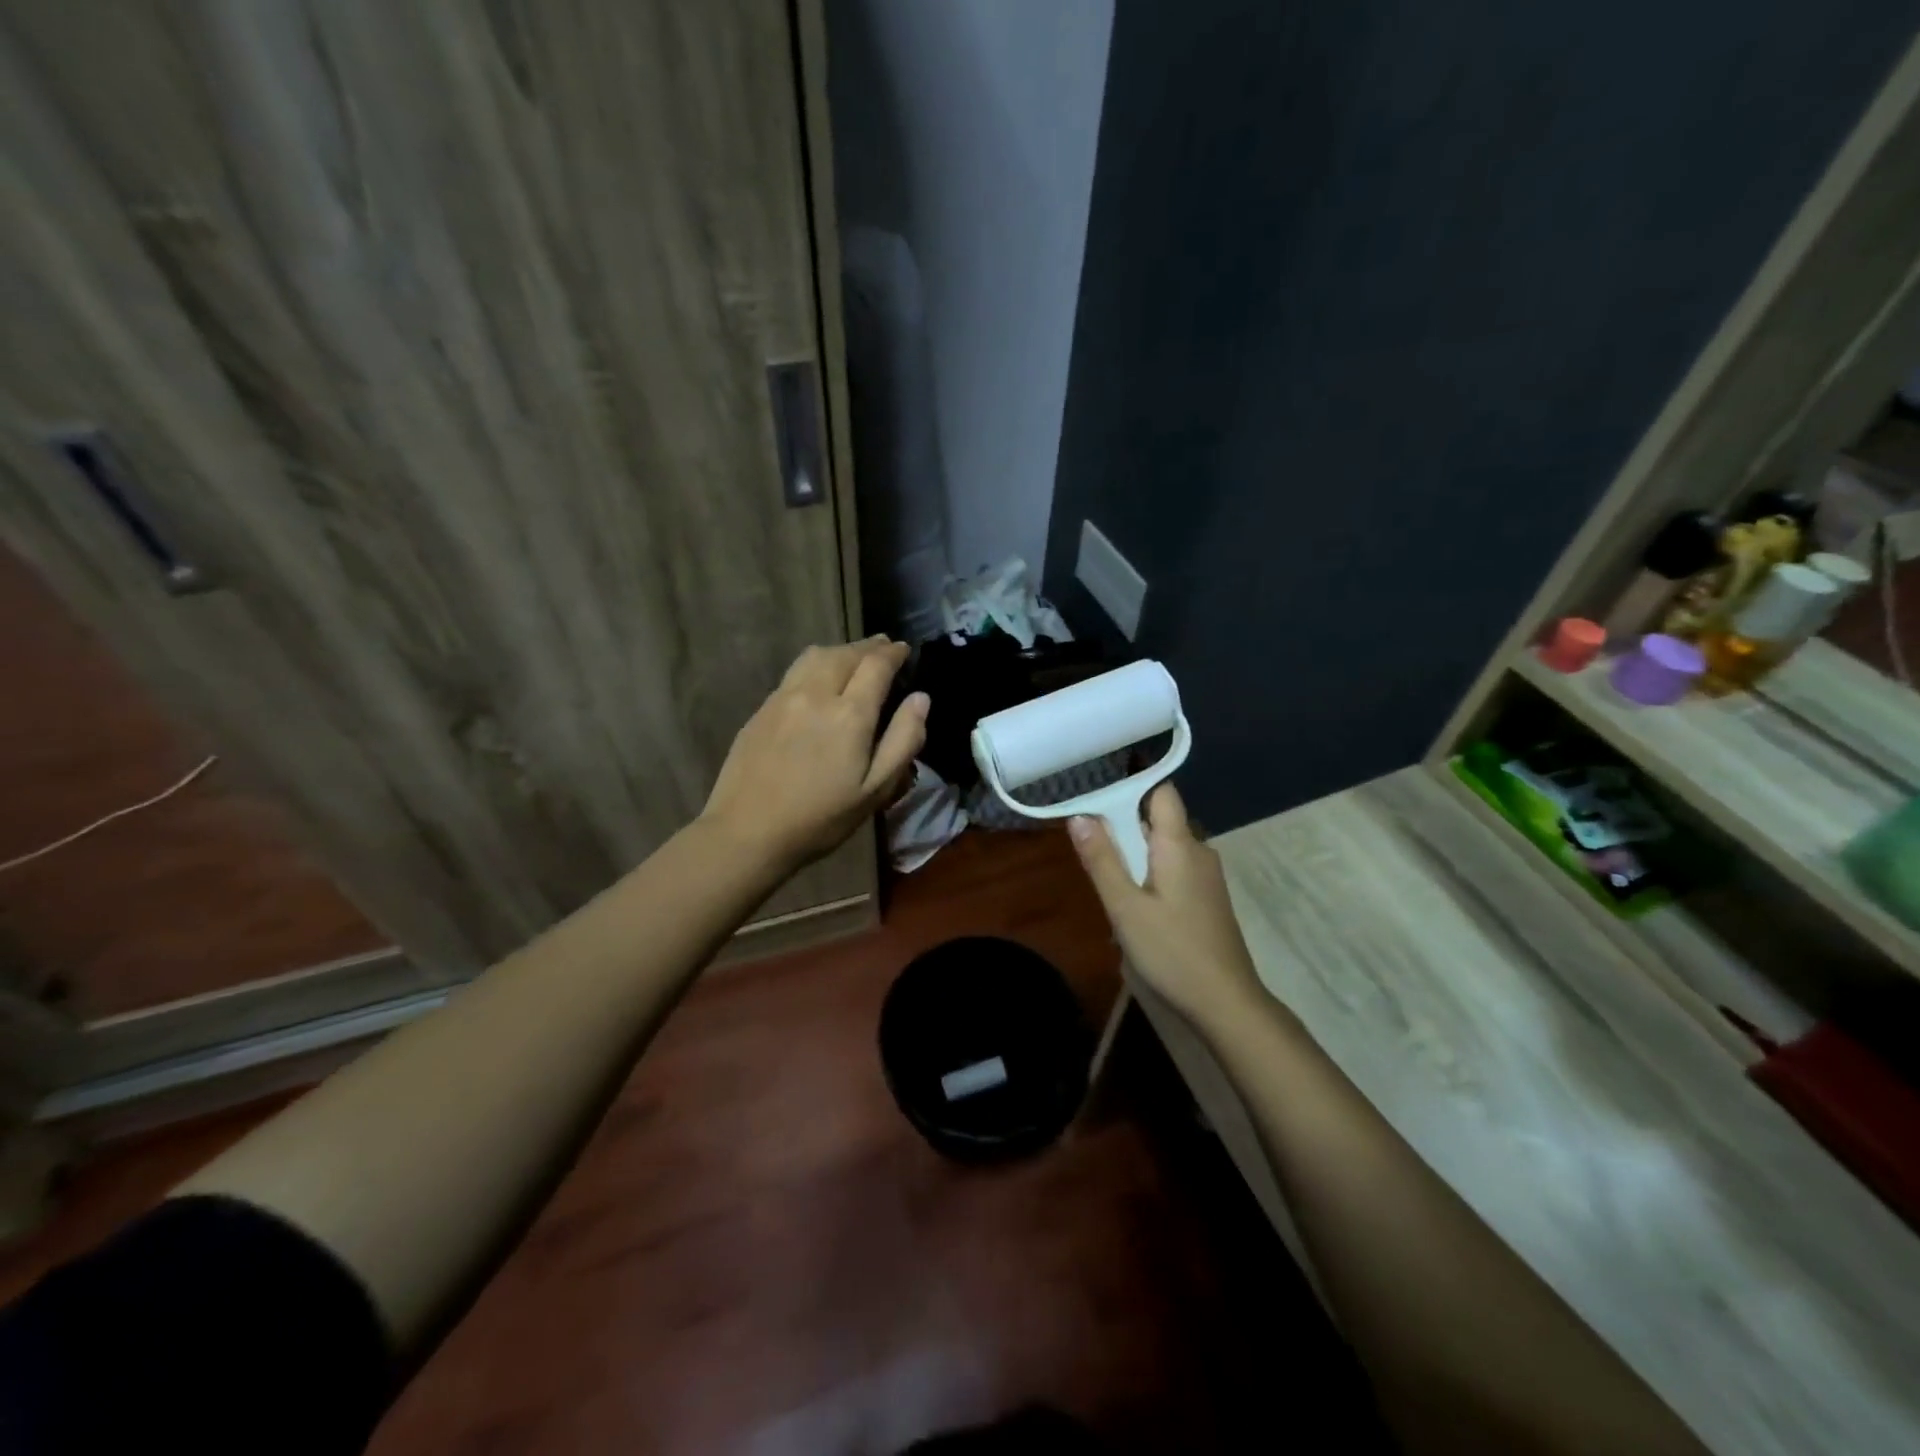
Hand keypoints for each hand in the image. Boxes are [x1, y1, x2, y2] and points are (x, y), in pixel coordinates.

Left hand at [702, 637, 928, 871]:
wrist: (746, 832)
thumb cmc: (820, 818)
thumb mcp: (875, 790)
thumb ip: (903, 741)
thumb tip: (920, 699)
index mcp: (850, 714)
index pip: (876, 665)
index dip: (893, 653)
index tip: (903, 650)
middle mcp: (816, 694)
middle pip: (845, 653)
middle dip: (869, 647)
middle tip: (884, 648)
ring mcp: (783, 698)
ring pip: (816, 656)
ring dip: (841, 650)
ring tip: (854, 657)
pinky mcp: (762, 709)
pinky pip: (795, 672)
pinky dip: (816, 664)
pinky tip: (819, 680)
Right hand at [1070, 784, 1262, 1024]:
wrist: (1226, 1004)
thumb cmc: (1172, 951)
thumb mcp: (1125, 907)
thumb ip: (1102, 860)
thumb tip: (1079, 816)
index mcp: (1180, 845)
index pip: (1161, 792)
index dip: (1131, 789)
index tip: (1097, 802)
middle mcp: (1198, 851)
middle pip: (1157, 822)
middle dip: (1123, 833)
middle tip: (1093, 857)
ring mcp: (1206, 877)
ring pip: (1163, 851)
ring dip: (1134, 861)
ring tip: (1110, 890)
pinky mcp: (1207, 900)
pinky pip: (1173, 872)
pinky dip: (1150, 879)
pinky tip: (1135, 912)